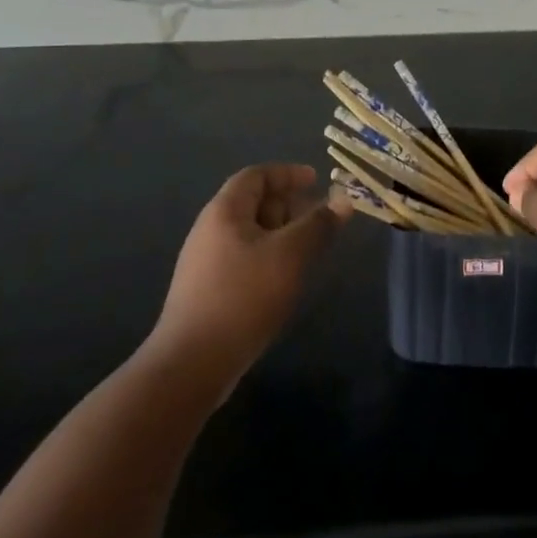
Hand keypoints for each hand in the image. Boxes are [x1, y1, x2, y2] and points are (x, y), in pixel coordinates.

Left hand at [152, 164, 345, 385]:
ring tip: (310, 250)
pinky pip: (245, 260)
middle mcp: (210, 230)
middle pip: (253, 203)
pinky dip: (270, 258)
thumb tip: (344, 201)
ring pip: (251, 234)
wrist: (192, 364)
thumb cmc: (243, 296)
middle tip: (320, 218)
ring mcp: (206, 263)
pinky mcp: (209, 292)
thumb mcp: (290, 255)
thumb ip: (318, 225)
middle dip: (289, 205)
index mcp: (224, 211)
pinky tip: (286, 280)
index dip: (287, 173)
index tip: (317, 180)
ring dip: (282, 234)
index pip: (256, 175)